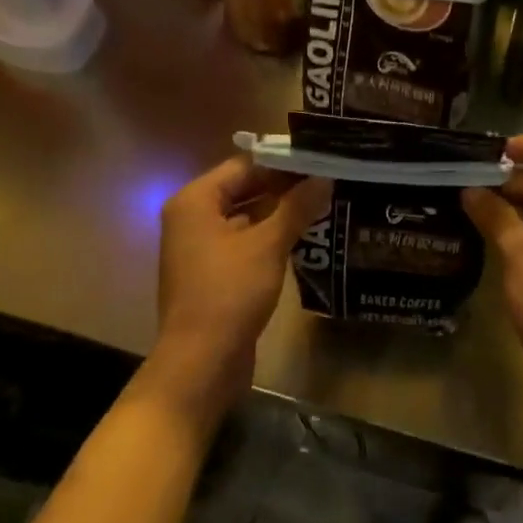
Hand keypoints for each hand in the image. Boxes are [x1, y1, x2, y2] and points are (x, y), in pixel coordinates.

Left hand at [145, 159, 330, 422]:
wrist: (201, 363)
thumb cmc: (229, 293)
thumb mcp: (267, 245)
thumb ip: (296, 207)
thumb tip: (325, 179)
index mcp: (195, 201)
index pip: (244, 165)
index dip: (283, 162)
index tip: (321, 159)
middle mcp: (193, 218)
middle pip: (244, 189)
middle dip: (285, 187)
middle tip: (329, 181)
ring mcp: (201, 248)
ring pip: (247, 217)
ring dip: (281, 212)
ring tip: (325, 204)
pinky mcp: (214, 274)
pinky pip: (245, 243)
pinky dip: (271, 237)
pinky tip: (306, 237)